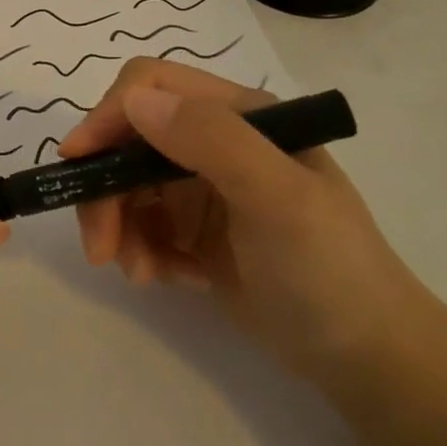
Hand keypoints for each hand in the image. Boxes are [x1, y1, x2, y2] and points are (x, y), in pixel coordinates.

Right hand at [58, 58, 429, 384]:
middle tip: (101, 249)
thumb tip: (134, 100)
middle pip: (126, 141)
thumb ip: (212, 141)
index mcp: (239, 115)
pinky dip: (140, 250)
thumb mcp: (279, 200)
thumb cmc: (330, 270)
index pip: (151, 86)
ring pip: (124, 185)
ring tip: (139, 273)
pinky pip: (139, 224)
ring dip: (118, 227)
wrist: (368, 359)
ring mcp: (201, 186)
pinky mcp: (192, 228)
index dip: (108, 117)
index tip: (78, 164)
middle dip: (105, 191)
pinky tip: (168, 279)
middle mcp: (214, 141)